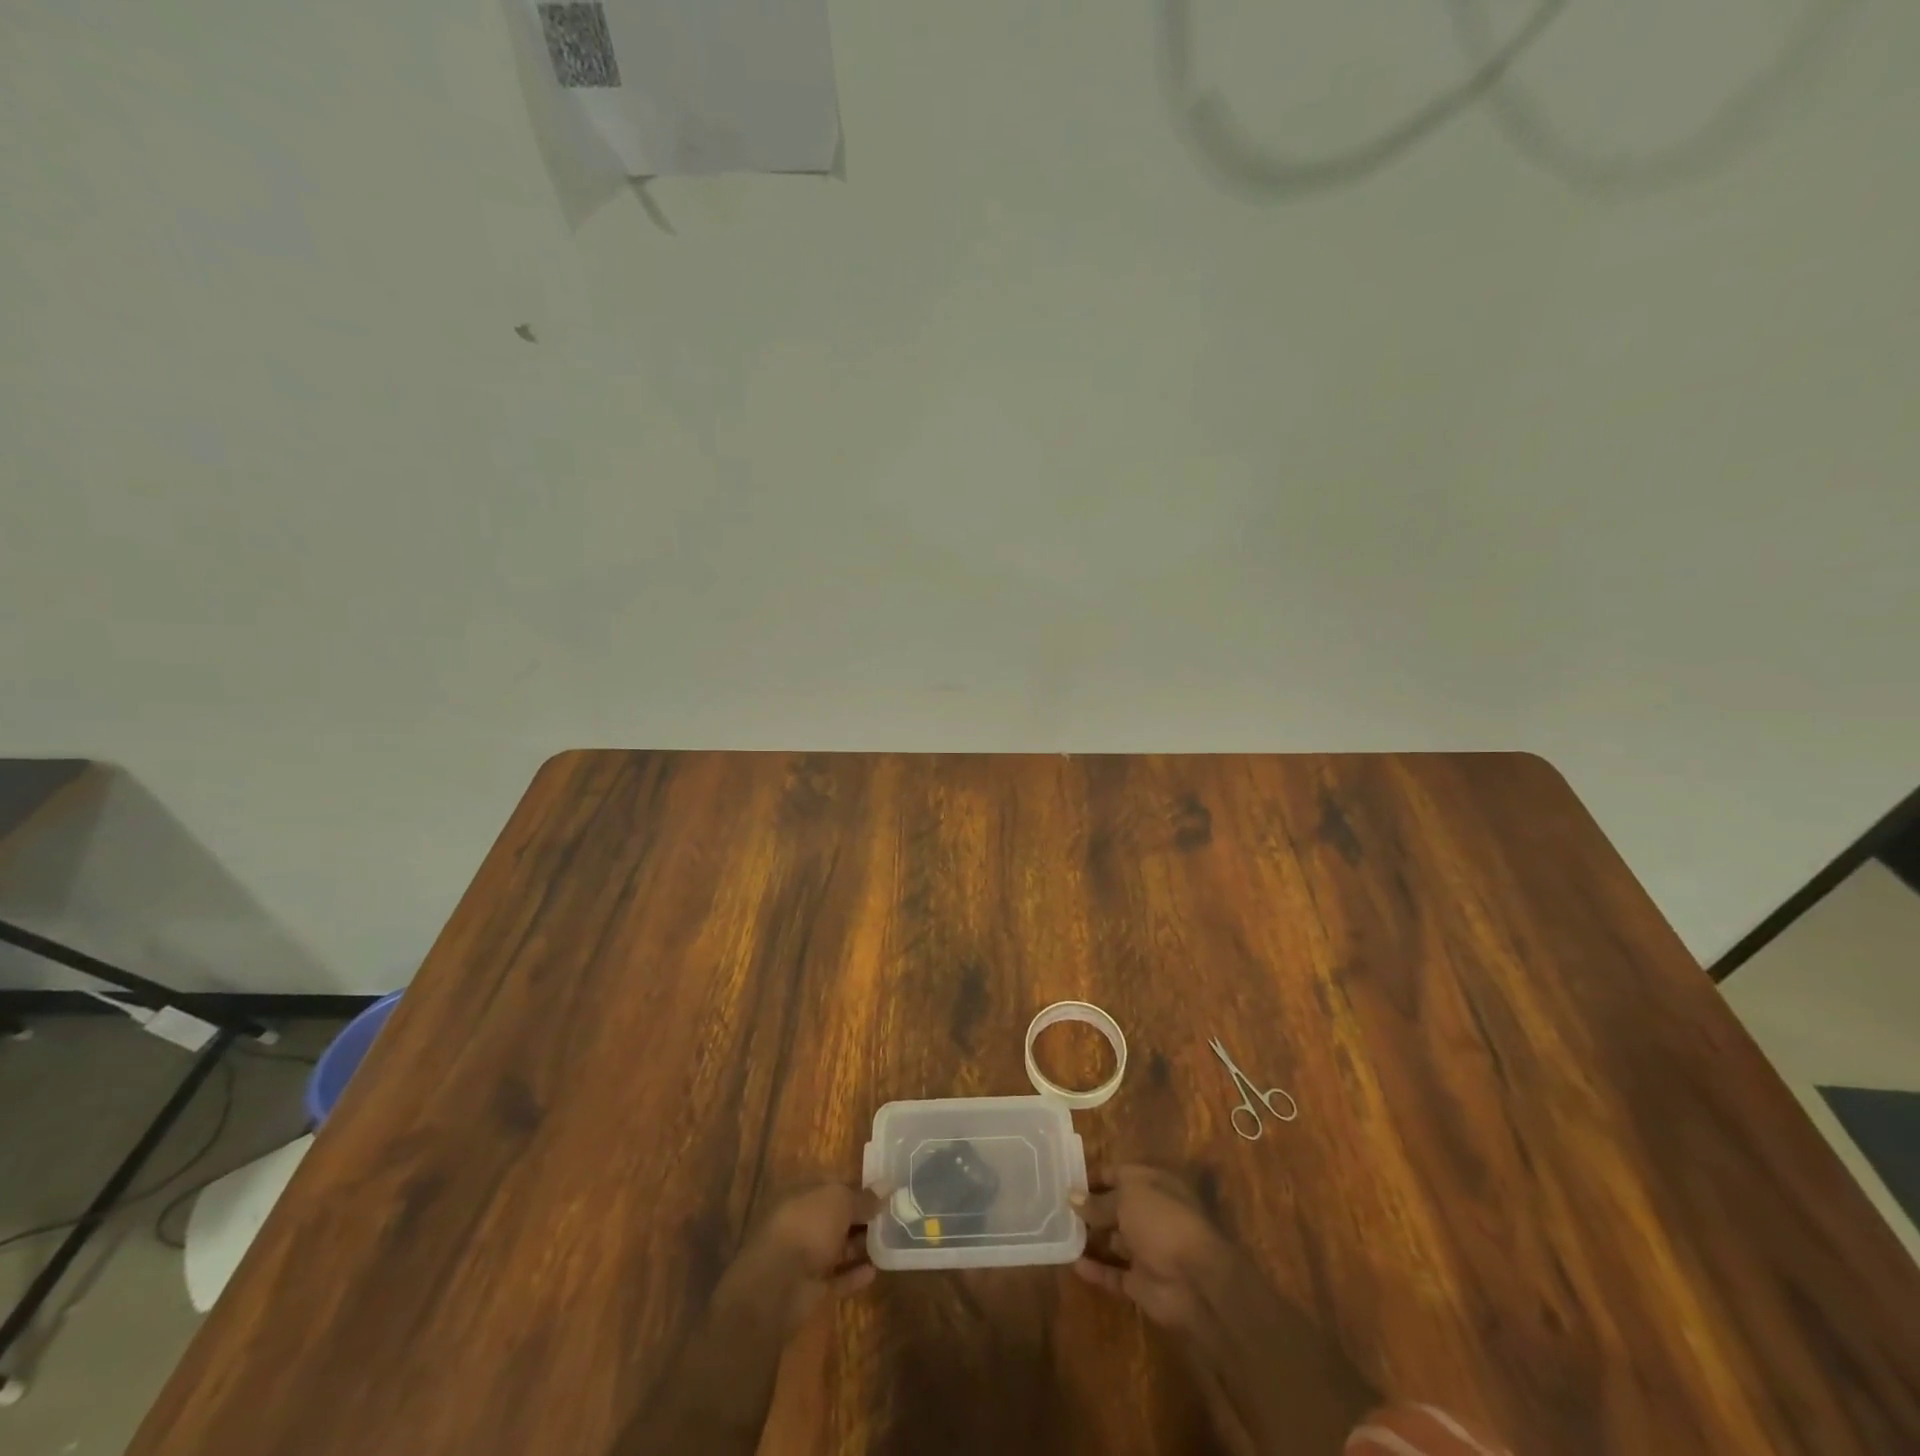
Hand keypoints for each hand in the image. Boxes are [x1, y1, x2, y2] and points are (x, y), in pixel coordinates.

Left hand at [716, 1183, 879, 1335]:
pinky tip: (876, 1270)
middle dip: (862, 1216)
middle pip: (836, 1217)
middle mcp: (803, 1223)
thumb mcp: (840, 1201)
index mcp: (803, 1195)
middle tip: (893, 1215)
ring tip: (890, 1240)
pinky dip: (854, 1275)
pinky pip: (837, 1279)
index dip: (859, 1186)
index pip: (834, 1185)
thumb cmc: (807, 1228)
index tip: (885, 1189)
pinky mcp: (811, 1289)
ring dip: (860, 1245)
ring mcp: (805, 1257)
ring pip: (838, 1248)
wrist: (777, 1286)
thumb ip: (863, 1197)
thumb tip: (887, 1186)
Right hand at [1074, 1165, 1378, 1455]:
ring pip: (1112, 1240)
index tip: (1065, 1178)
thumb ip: (1098, 1201)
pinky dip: (1095, 1270)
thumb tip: (1073, 1197)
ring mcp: (1145, 1249)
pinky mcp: (1141, 1282)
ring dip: (1089, 1238)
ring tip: (1057, 1232)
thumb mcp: (1127, 1199)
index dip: (1092, 1176)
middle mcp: (1148, 1213)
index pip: (1116, 1173)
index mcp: (1150, 1184)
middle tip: (1054, 1207)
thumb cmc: (1162, 1221)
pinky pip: (1113, 1274)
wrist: (1197, 1281)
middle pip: (1113, 1207)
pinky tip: (1072, 1264)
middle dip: (1087, 1208)